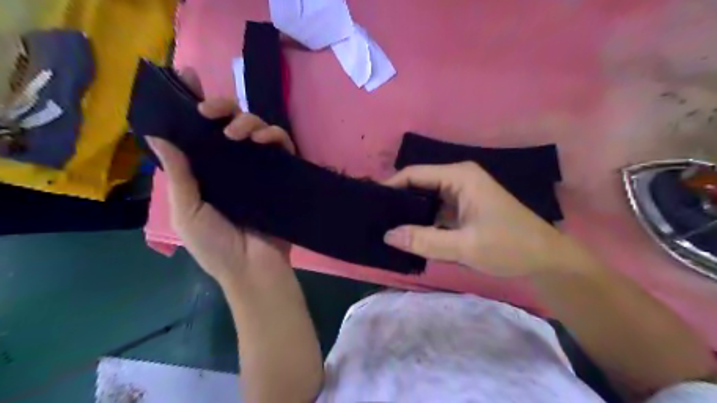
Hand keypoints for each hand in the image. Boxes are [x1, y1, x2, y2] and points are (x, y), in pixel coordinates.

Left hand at [146, 69, 294, 283]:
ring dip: (248, 121)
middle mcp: (231, 164)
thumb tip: (159, 137)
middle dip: (221, 107)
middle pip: (228, 123)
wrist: (253, 267)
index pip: (198, 132)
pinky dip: (275, 135)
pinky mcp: (280, 173)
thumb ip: (178, 176)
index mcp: (205, 171)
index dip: (192, 104)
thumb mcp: (187, 212)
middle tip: (210, 111)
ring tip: (239, 134)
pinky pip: (282, 145)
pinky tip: (265, 139)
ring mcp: (258, 167)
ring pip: (256, 129)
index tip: (187, 79)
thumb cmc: (216, 245)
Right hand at [383, 161, 575, 276]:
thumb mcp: (465, 246)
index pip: (414, 174)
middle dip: (397, 201)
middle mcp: (458, 179)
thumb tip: (387, 235)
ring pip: (426, 199)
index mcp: (459, 176)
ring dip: (409, 213)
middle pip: (418, 185)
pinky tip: (408, 234)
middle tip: (374, 218)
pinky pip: (435, 211)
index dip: (390, 187)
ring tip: (385, 227)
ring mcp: (462, 194)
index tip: (370, 203)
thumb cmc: (510, 246)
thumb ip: (424, 240)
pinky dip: (423, 221)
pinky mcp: (464, 208)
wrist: (546, 260)